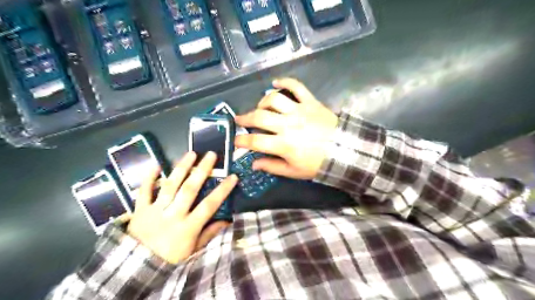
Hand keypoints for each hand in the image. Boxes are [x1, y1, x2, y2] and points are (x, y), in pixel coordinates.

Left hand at [127, 153, 236, 264]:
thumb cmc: (169, 258)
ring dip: (181, 168)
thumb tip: (227, 221)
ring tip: (191, 154)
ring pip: (170, 185)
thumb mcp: (193, 250)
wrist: (136, 267)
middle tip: (211, 155)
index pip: (209, 205)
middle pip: (189, 189)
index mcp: (188, 227)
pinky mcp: (140, 209)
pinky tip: (157, 164)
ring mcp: (155, 210)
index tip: (233, 176)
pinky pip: (144, 191)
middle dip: (202, 170)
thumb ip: (209, 234)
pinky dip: (149, 177)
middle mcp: (173, 215)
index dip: (222, 190)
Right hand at [235, 78, 334, 179]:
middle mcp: (288, 125)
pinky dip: (284, 82)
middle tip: (239, 120)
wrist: (345, 152)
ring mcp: (299, 111)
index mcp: (283, 144)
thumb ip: (272, 166)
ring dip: (262, 102)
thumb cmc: (318, 164)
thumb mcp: (293, 171)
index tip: (235, 140)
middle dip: (245, 118)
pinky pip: (296, 86)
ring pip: (274, 99)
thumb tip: (254, 163)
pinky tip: (275, 83)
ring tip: (260, 108)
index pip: (255, 141)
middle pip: (259, 117)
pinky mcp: (310, 102)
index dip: (241, 140)